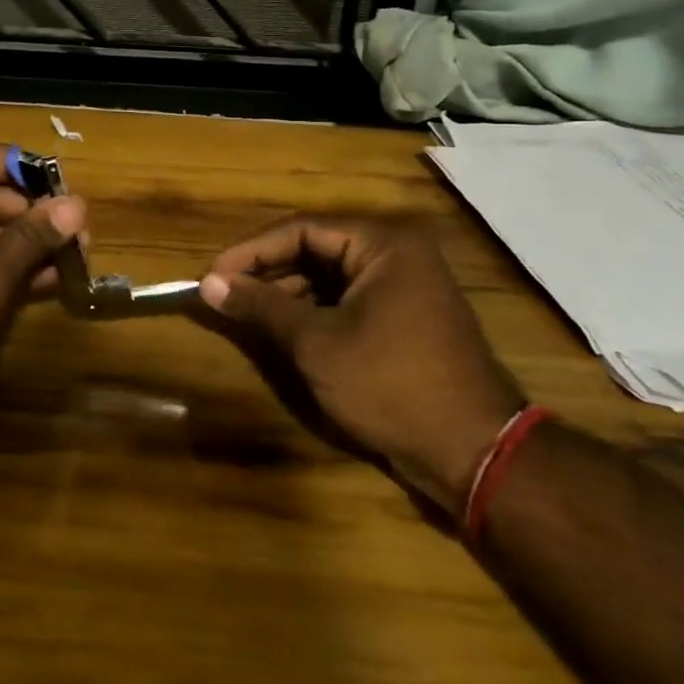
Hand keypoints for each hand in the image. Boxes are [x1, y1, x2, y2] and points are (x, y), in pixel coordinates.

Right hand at [199, 218, 524, 514]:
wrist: (474, 453)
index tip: (212, 275)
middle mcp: (397, 255)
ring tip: (245, 314)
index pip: (301, 230)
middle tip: (224, 294)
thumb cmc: (390, 383)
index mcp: (383, 244)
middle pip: (316, 249)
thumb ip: (261, 306)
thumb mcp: (316, 342)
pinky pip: (349, 301)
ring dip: (288, 294)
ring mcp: (406, 288)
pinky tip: (284, 331)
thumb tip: (208, 284)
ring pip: (331, 277)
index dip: (251, 251)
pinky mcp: (406, 320)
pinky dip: (314, 313)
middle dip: (268, 273)